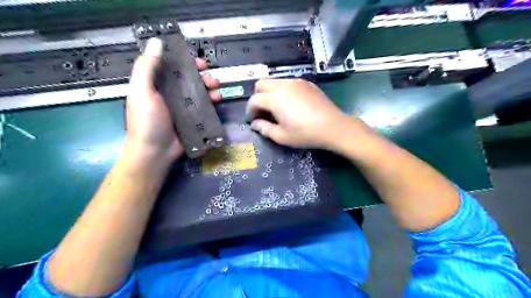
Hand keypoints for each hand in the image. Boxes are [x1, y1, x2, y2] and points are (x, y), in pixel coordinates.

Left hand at [126, 37, 222, 162]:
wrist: (155, 153)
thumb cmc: (147, 121)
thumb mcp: (142, 92)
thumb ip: (147, 68)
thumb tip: (156, 42)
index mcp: (156, 85)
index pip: (172, 67)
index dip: (186, 61)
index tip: (198, 62)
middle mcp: (170, 94)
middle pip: (189, 79)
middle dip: (202, 75)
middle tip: (211, 78)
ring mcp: (183, 107)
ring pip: (199, 92)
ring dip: (210, 87)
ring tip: (217, 89)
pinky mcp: (193, 118)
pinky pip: (204, 106)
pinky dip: (212, 101)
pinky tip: (218, 100)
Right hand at [246, 78, 365, 151]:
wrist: (333, 127)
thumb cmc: (305, 134)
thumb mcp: (281, 136)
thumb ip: (264, 129)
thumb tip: (255, 124)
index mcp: (274, 99)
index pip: (254, 100)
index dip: (250, 111)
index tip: (252, 120)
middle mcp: (283, 85)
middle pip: (261, 84)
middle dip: (257, 97)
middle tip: (262, 111)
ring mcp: (296, 82)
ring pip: (275, 81)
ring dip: (269, 92)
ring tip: (276, 107)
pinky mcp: (306, 83)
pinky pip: (288, 82)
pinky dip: (283, 90)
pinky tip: (290, 103)